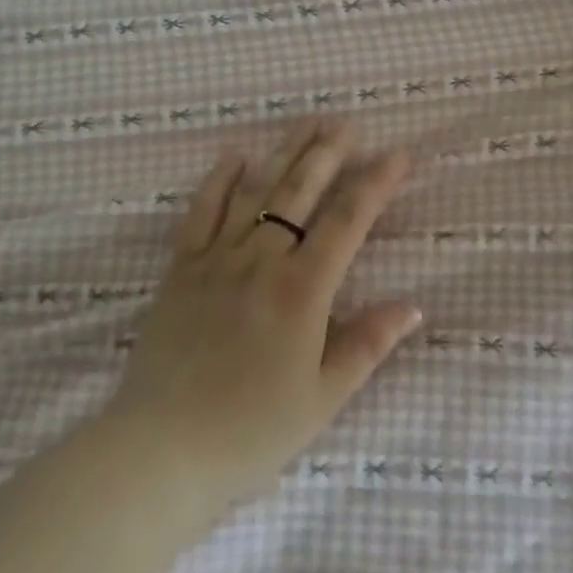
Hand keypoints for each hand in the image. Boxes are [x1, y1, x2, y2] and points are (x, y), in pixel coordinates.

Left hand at [100, 120, 421, 509]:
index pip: (348, 221)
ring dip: (284, 153)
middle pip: (300, 192)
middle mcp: (262, 260)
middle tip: (348, 122)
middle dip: (328, 153)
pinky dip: (219, 180)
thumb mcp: (322, 398)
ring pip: (257, 192)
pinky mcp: (182, 268)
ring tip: (306, 123)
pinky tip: (235, 155)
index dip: (376, 183)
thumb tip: (411, 306)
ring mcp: (217, 259)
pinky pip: (201, 212)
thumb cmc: (251, 431)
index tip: (398, 155)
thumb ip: (367, 345)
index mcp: (302, 290)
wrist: (162, 450)